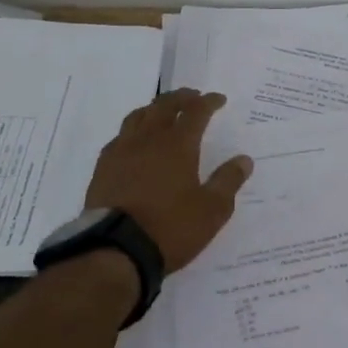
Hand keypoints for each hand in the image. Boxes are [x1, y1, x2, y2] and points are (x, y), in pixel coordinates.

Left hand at [85, 89, 251, 272]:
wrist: (115, 250)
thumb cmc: (170, 228)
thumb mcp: (211, 210)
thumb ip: (228, 181)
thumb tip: (244, 159)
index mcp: (178, 145)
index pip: (195, 111)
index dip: (208, 102)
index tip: (218, 99)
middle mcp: (149, 139)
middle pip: (164, 105)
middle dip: (181, 97)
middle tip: (192, 96)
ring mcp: (122, 151)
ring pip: (138, 116)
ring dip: (154, 108)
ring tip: (162, 111)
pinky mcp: (103, 167)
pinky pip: (120, 137)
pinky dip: (133, 130)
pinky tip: (134, 141)